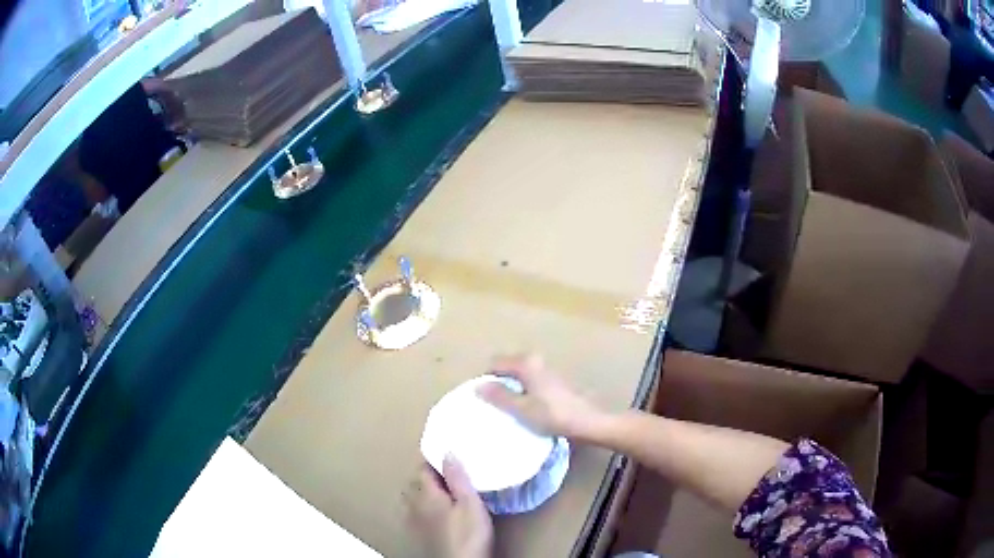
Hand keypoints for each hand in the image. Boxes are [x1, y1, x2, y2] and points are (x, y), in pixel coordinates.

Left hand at [405, 456, 492, 557]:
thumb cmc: (468, 534)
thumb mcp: (471, 503)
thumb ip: (458, 478)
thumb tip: (447, 452)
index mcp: (426, 493)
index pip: (422, 468)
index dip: (434, 461)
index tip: (447, 458)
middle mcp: (413, 504)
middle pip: (414, 482)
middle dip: (426, 476)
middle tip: (446, 475)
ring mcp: (412, 521)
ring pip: (410, 499)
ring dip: (421, 492)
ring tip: (439, 493)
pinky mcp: (416, 535)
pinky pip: (412, 514)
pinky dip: (419, 508)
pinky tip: (432, 514)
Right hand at [478, 354, 607, 440]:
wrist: (587, 422)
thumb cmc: (552, 415)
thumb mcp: (521, 409)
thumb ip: (499, 396)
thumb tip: (478, 386)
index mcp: (526, 363)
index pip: (495, 363)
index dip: (485, 378)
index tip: (481, 397)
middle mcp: (536, 361)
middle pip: (507, 366)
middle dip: (497, 382)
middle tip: (491, 404)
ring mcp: (546, 370)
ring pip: (519, 374)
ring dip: (510, 387)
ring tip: (506, 408)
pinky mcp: (553, 381)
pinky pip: (529, 381)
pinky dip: (522, 390)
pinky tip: (524, 408)